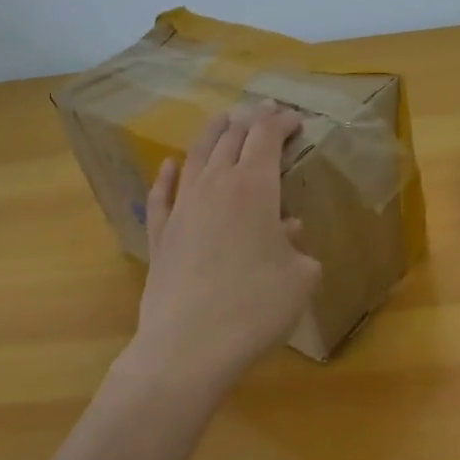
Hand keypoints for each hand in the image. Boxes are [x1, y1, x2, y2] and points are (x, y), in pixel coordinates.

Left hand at [131, 101, 321, 390]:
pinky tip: (169, 166)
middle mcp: (216, 186)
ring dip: (211, 134)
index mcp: (255, 187)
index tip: (295, 120)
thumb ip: (299, 248)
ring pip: (196, 156)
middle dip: (250, 120)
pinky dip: (167, 176)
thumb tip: (287, 232)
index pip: (266, 136)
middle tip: (264, 114)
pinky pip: (162, 195)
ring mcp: (182, 208)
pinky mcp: (159, 235)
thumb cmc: (256, 307)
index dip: (281, 121)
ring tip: (222, 121)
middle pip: (230, 138)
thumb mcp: (300, 277)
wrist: (189, 346)